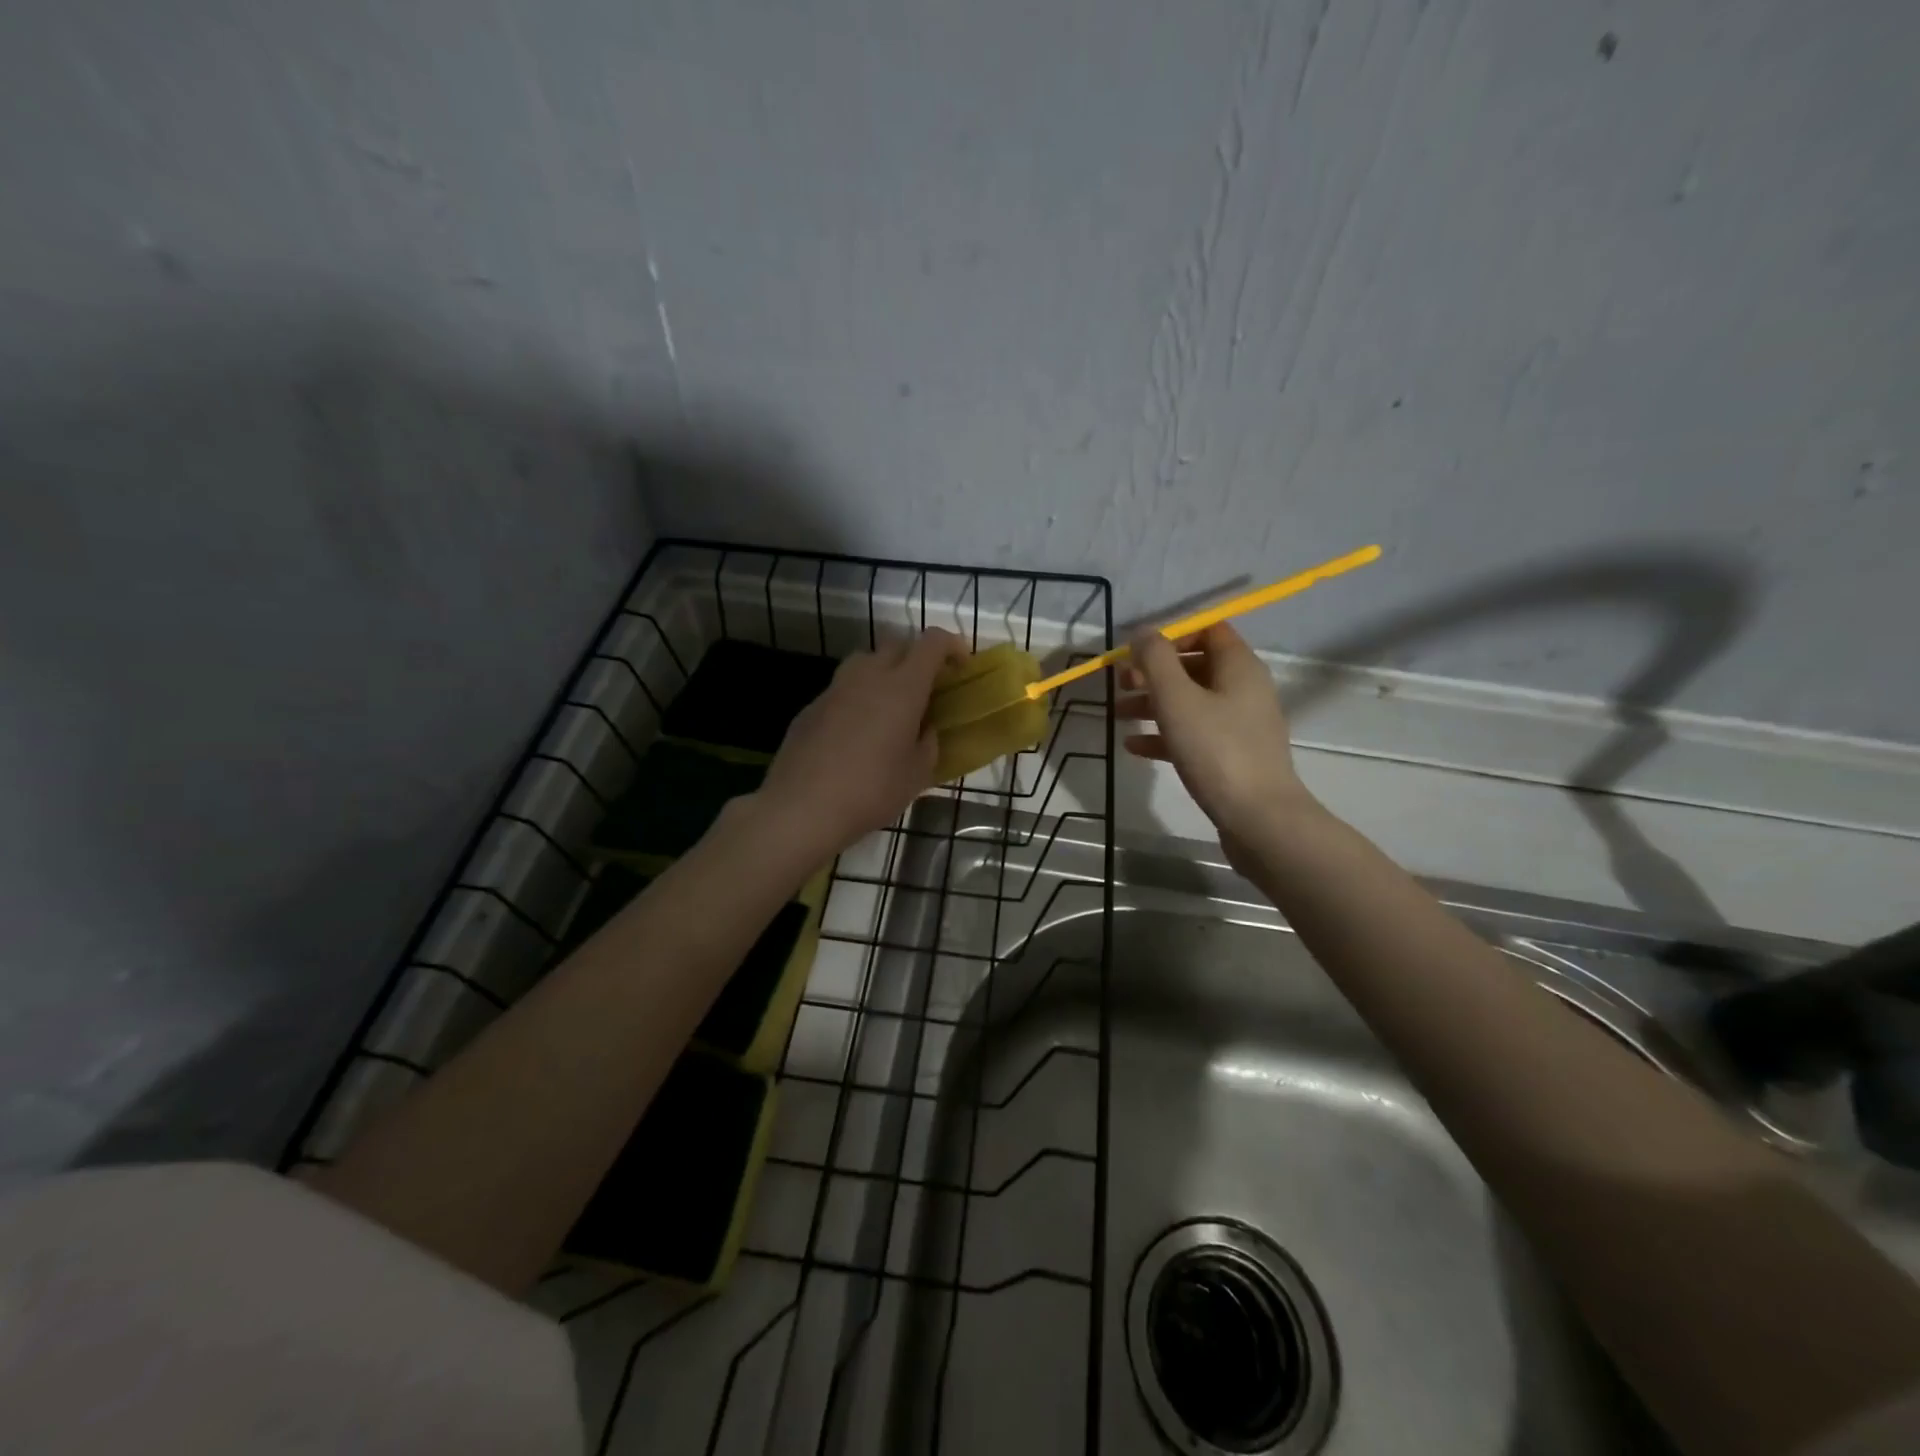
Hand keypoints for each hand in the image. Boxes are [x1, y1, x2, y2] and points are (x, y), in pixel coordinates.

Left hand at [756, 629, 965, 855]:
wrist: (801, 808)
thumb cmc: (871, 791)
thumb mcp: (917, 774)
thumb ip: (928, 743)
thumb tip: (924, 728)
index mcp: (902, 687)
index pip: (931, 642)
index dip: (951, 645)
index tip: (960, 667)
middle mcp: (868, 676)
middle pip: (897, 644)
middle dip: (917, 657)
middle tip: (927, 689)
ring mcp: (835, 688)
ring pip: (865, 661)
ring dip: (884, 673)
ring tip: (890, 707)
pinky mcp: (811, 706)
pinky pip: (842, 689)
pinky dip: (857, 698)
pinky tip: (856, 733)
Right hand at [1119, 624, 1315, 851]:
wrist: (1259, 818)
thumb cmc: (1216, 751)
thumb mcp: (1177, 699)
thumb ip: (1156, 660)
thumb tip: (1142, 632)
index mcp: (1238, 666)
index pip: (1208, 630)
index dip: (1171, 635)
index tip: (1138, 653)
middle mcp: (1244, 689)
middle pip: (1195, 666)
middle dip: (1155, 672)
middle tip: (1120, 683)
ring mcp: (1240, 724)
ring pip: (1191, 701)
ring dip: (1153, 703)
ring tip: (1118, 714)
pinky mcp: (1232, 756)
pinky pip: (1194, 733)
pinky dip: (1165, 734)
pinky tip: (1134, 746)